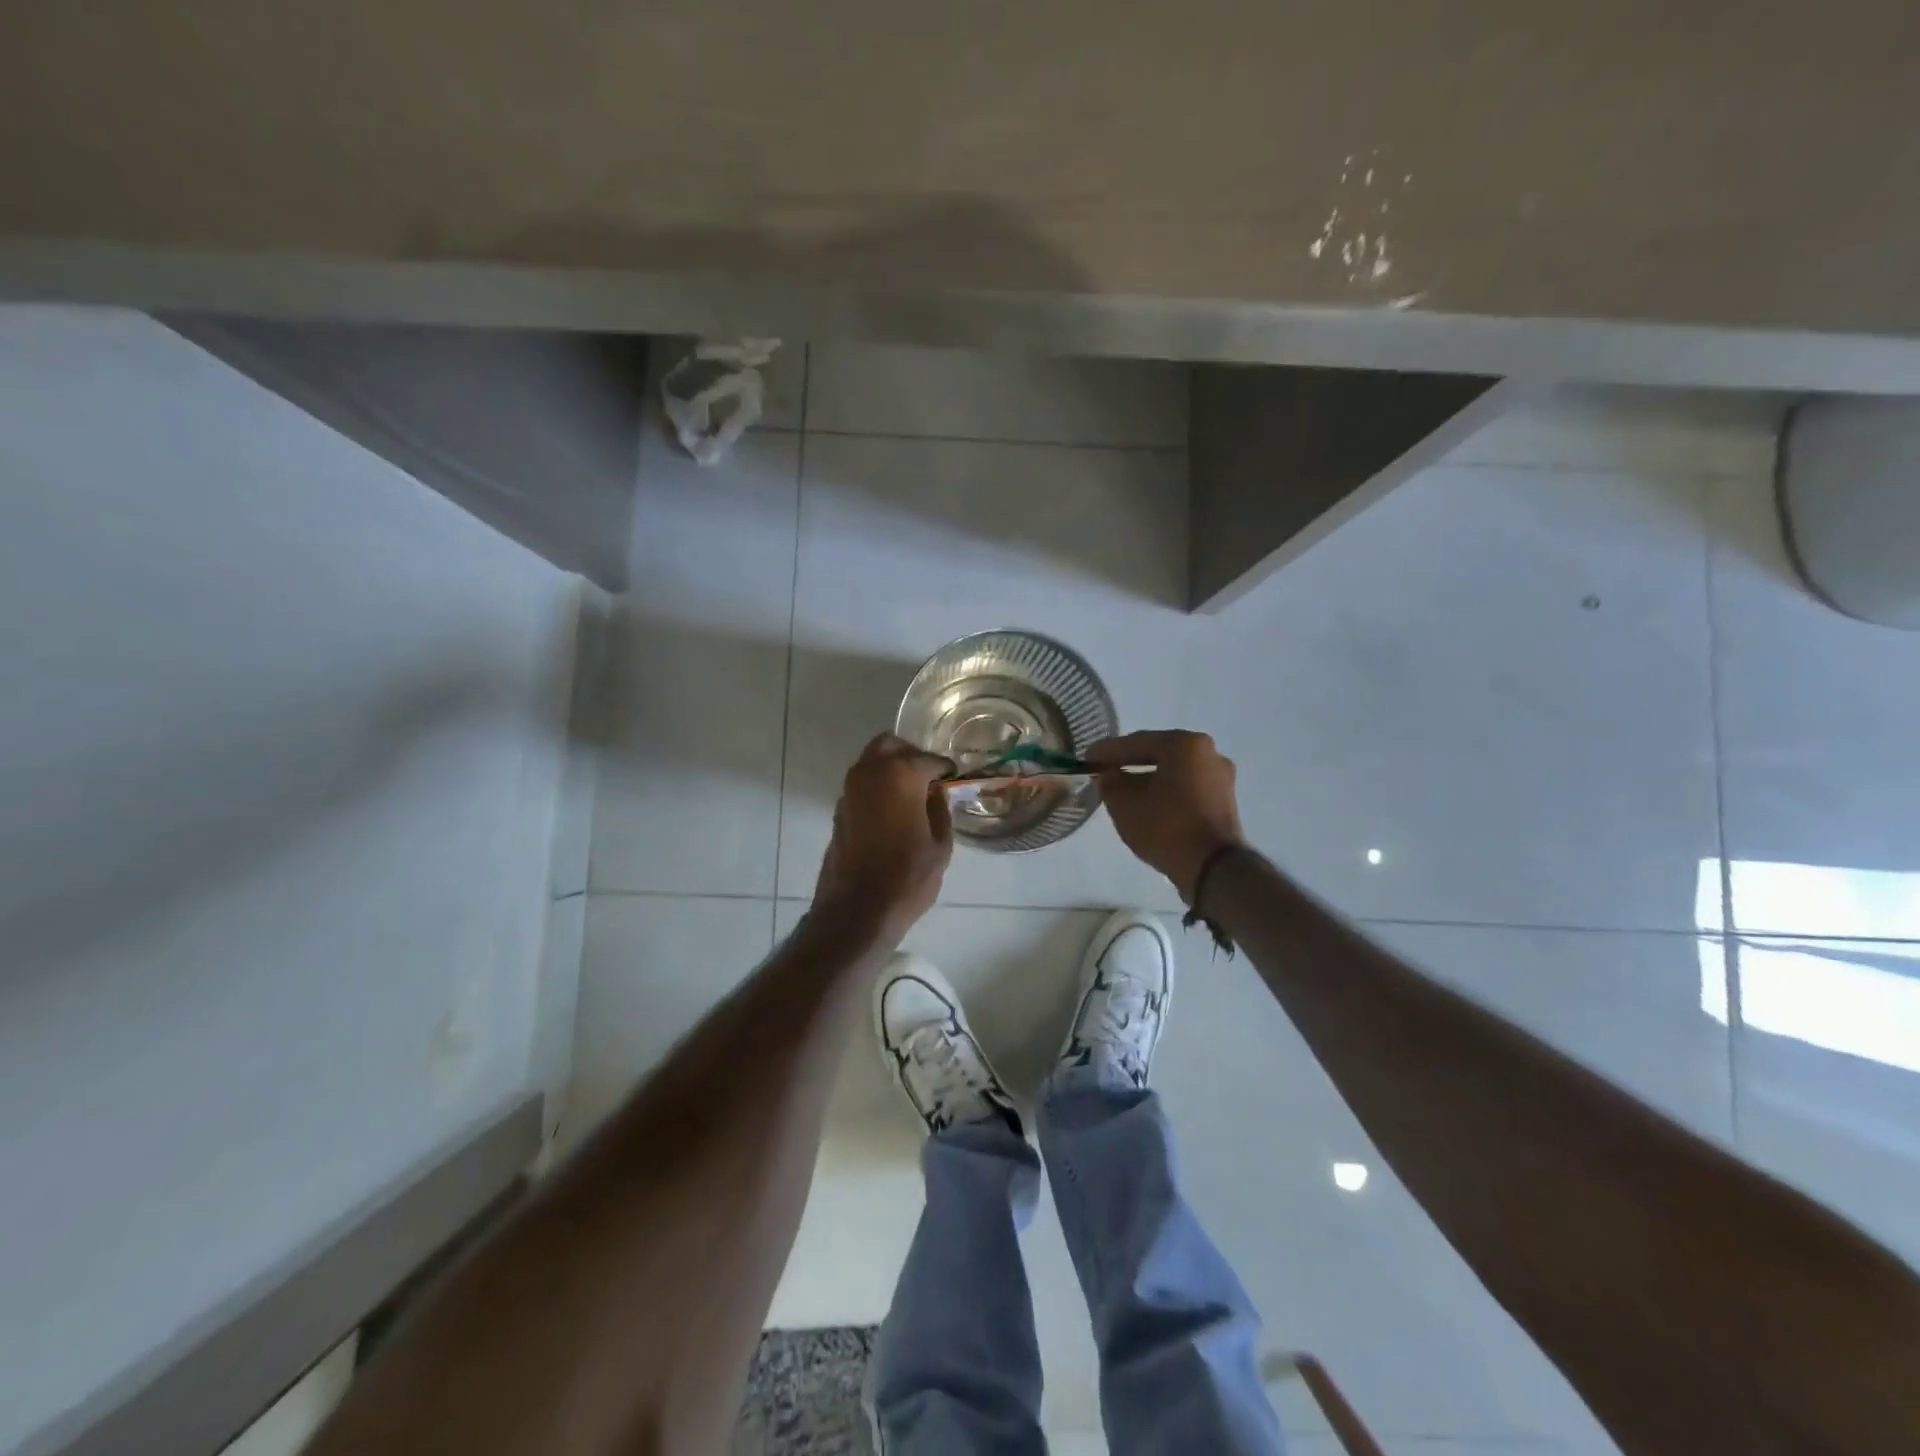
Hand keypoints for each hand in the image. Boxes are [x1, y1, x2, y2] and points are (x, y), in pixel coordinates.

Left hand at [813, 734, 954, 940]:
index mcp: (901, 775)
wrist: (857, 909)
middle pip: (890, 745)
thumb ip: (941, 811)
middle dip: (911, 755)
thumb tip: (938, 793)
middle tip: (929, 776)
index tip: (954, 778)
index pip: (929, 759)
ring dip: (891, 768)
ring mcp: (850, 790)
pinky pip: (862, 784)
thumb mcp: (940, 846)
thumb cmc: (907, 878)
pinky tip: (893, 810)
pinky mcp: (839, 809)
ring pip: (871, 761)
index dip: (945, 769)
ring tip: (912, 793)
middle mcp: (871, 772)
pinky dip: (877, 786)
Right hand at [1087, 730, 1246, 901]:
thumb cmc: (1166, 826)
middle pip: (1158, 754)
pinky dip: (1165, 792)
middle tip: (1104, 771)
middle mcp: (1208, 753)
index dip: (1108, 751)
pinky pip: (1186, 788)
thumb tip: (1110, 775)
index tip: (1087, 758)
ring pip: (1173, 772)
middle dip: (1129, 763)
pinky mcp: (1224, 802)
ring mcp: (1221, 778)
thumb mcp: (1124, 804)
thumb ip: (1110, 782)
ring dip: (1148, 779)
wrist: (1213, 869)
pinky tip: (1147, 804)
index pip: (1137, 742)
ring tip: (1123, 790)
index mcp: (1185, 744)